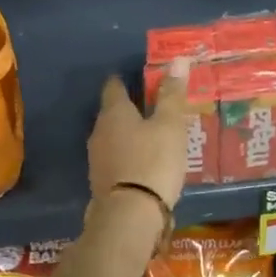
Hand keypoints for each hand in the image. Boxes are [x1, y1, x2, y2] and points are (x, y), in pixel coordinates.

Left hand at [87, 59, 191, 210]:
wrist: (130, 216)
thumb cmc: (153, 161)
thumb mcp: (170, 125)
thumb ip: (172, 94)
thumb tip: (177, 60)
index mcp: (114, 112)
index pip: (114, 86)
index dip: (125, 79)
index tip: (140, 77)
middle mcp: (99, 131)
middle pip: (112, 112)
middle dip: (131, 108)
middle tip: (153, 106)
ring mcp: (97, 158)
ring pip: (113, 137)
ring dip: (129, 134)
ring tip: (152, 135)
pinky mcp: (102, 182)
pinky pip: (116, 159)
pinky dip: (129, 155)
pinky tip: (145, 162)